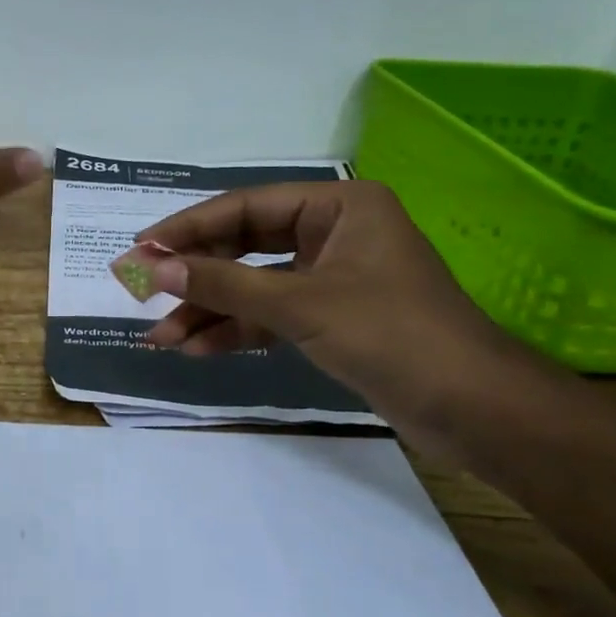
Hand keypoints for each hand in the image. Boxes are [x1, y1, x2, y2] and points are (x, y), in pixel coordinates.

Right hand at [138, 180, 522, 452]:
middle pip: (245, 246)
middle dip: (196, 277)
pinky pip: (271, 315)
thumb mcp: (300, 304)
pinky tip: (196, 349)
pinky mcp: (332, 319)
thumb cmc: (392, 335)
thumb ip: (224, 284)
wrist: (474, 410)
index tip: (142, 249)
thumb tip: (153, 268)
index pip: (246, 208)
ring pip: (255, 286)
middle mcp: (334, 233)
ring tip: (161, 338)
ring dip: (210, 312)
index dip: (189, 228)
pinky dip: (237, 331)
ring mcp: (332, 278)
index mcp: (339, 206)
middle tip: (141, 293)